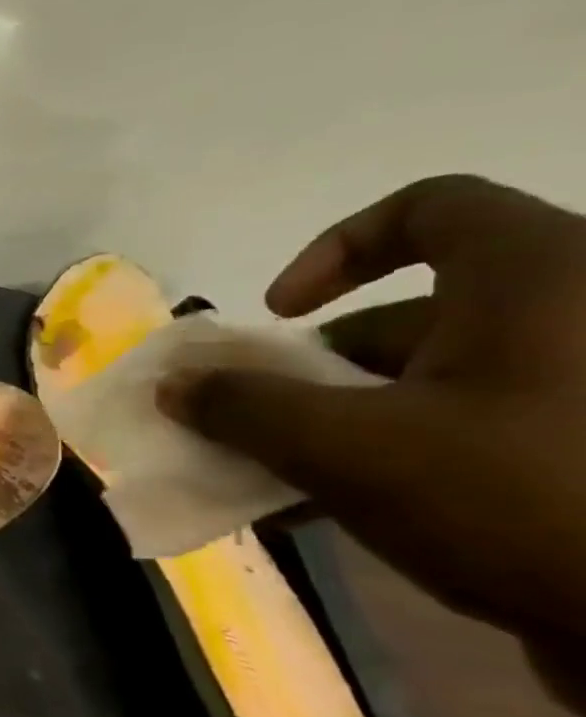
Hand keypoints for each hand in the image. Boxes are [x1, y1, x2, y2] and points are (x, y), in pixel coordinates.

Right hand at [157, 176, 585, 668]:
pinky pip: (471, 427)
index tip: (278, 315)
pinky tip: (331, 509)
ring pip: (432, 381)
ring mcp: (585, 386)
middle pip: (409, 315)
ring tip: (276, 478)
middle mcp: (574, 314)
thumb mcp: (346, 447)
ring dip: (338, 422)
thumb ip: (243, 407)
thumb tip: (173, 385)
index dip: (334, 250)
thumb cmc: (518, 497)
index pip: (428, 207)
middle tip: (256, 420)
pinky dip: (394, 454)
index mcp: (540, 277)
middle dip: (312, 370)